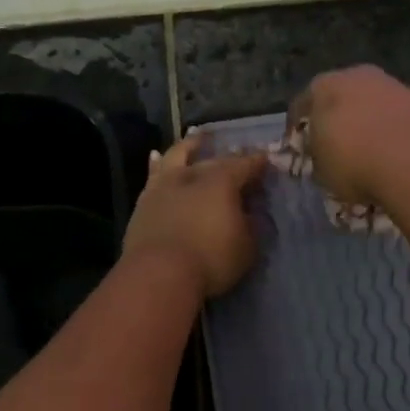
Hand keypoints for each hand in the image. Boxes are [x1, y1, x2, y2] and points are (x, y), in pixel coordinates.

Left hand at [122, 135, 267, 297]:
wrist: (158, 273)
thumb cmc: (211, 259)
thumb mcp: (246, 246)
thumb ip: (249, 225)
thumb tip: (249, 213)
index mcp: (222, 181)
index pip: (245, 165)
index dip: (257, 162)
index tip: (265, 159)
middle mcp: (193, 175)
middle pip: (213, 160)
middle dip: (228, 156)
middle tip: (236, 153)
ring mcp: (164, 186)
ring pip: (177, 156)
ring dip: (188, 146)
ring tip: (195, 137)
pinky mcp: (143, 202)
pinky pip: (153, 174)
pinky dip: (157, 164)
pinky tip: (156, 158)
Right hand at [287, 66, 409, 209]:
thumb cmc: (353, 163)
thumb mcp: (320, 169)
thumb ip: (316, 155)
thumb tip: (322, 153)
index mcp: (324, 86)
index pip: (301, 105)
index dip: (298, 129)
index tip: (300, 149)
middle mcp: (357, 75)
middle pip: (339, 97)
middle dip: (335, 119)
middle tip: (334, 147)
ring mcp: (392, 85)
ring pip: (370, 104)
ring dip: (366, 123)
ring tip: (367, 152)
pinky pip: (395, 116)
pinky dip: (390, 130)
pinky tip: (391, 153)